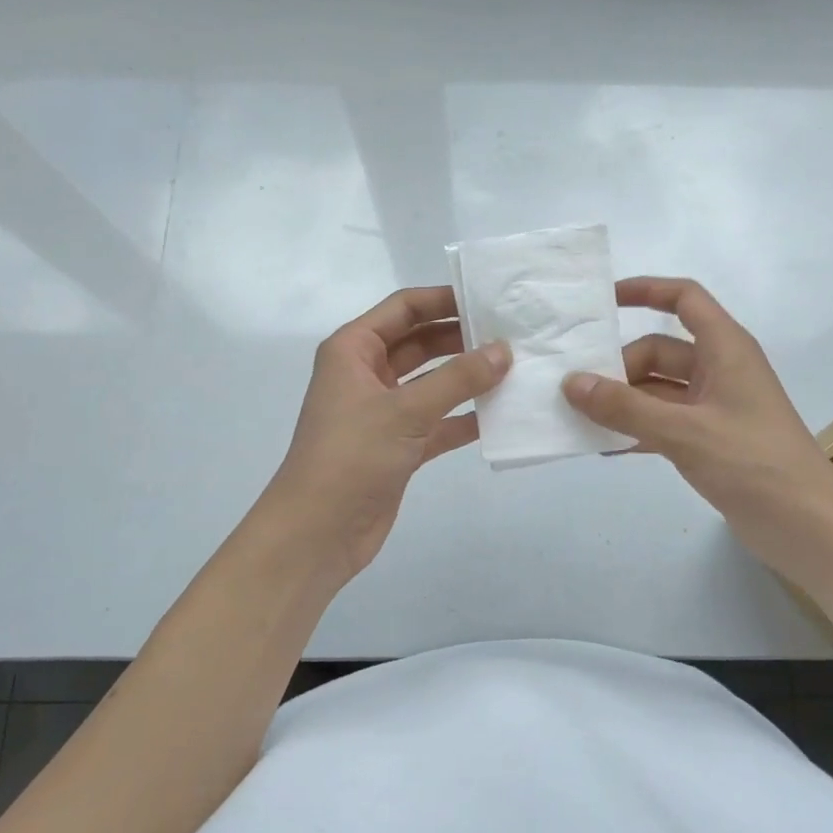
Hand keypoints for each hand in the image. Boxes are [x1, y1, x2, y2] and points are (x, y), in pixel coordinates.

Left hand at [268, 286, 509, 583]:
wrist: (317, 533)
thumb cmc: (351, 456)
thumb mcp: (406, 410)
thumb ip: (458, 379)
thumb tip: (505, 350)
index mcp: (353, 350)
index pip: (404, 309)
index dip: (444, 299)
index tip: (488, 299)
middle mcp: (366, 374)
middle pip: (420, 343)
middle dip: (461, 338)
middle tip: (511, 334)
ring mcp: (383, 412)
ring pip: (432, 383)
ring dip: (467, 378)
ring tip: (514, 368)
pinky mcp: (397, 446)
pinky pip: (437, 421)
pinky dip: (463, 418)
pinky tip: (500, 415)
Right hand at [562, 277, 832, 575]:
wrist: (807, 526)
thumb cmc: (752, 463)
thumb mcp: (684, 432)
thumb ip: (625, 408)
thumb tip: (571, 383)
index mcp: (725, 348)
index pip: (684, 299)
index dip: (645, 291)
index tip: (602, 303)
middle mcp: (720, 369)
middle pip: (659, 350)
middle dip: (620, 367)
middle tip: (576, 391)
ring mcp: (716, 406)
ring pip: (658, 389)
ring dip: (624, 401)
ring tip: (579, 418)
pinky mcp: (711, 440)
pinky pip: (664, 422)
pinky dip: (637, 429)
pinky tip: (605, 447)